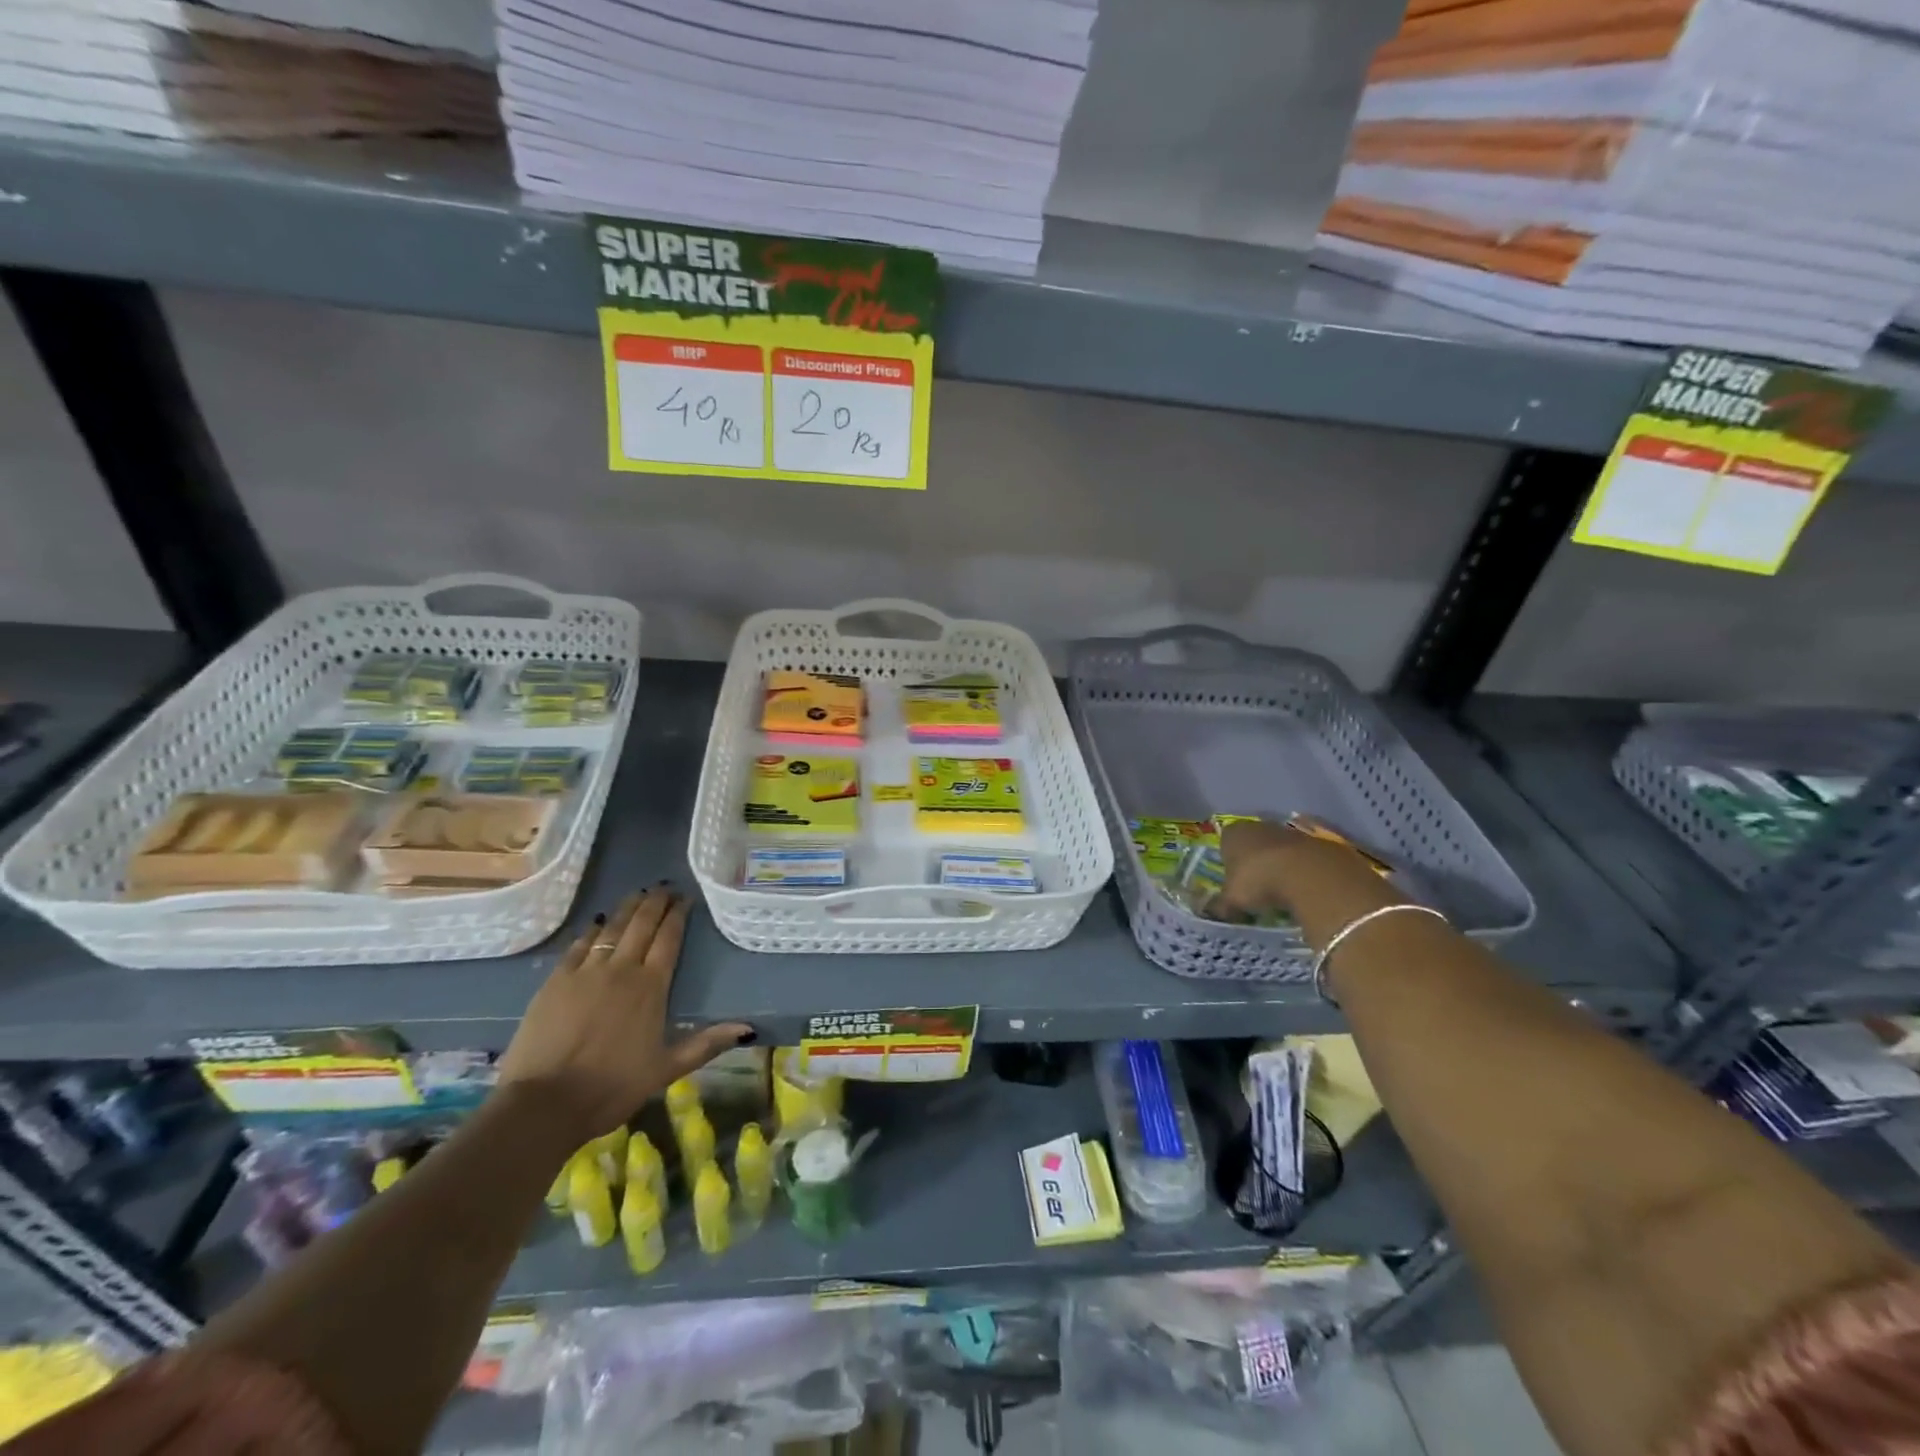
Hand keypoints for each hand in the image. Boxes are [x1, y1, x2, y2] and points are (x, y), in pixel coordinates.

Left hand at [497, 886, 752, 1144]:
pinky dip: (593, 930)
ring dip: (627, 908)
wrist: (544, 1104)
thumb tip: (747, 1028)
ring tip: (638, 894)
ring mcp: (585, 972)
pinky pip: (579, 945)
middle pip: (641, 925)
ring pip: (611, 928)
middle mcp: (621, 969)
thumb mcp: (666, 1069)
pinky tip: (598, 923)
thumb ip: (706, 1044)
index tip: (685, 898)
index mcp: (651, 987)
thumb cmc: (611, 1087)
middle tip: (665, 887)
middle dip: (655, 903)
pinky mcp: (555, 981)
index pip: (669, 939)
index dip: (678, 915)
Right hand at [1210, 818, 1303, 922]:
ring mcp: (1288, 830)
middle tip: (1256, 886)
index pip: (1224, 843)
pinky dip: (1300, 868)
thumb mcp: (1233, 900)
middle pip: (1252, 843)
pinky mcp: (1314, 839)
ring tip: (1281, 888)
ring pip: (1277, 847)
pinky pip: (1300, 855)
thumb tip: (1211, 911)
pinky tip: (1301, 885)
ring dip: (1278, 864)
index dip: (1227, 862)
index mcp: (1232, 834)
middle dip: (1254, 861)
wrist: (1310, 874)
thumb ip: (1220, 905)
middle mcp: (1257, 826)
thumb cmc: (1259, 881)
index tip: (1232, 880)